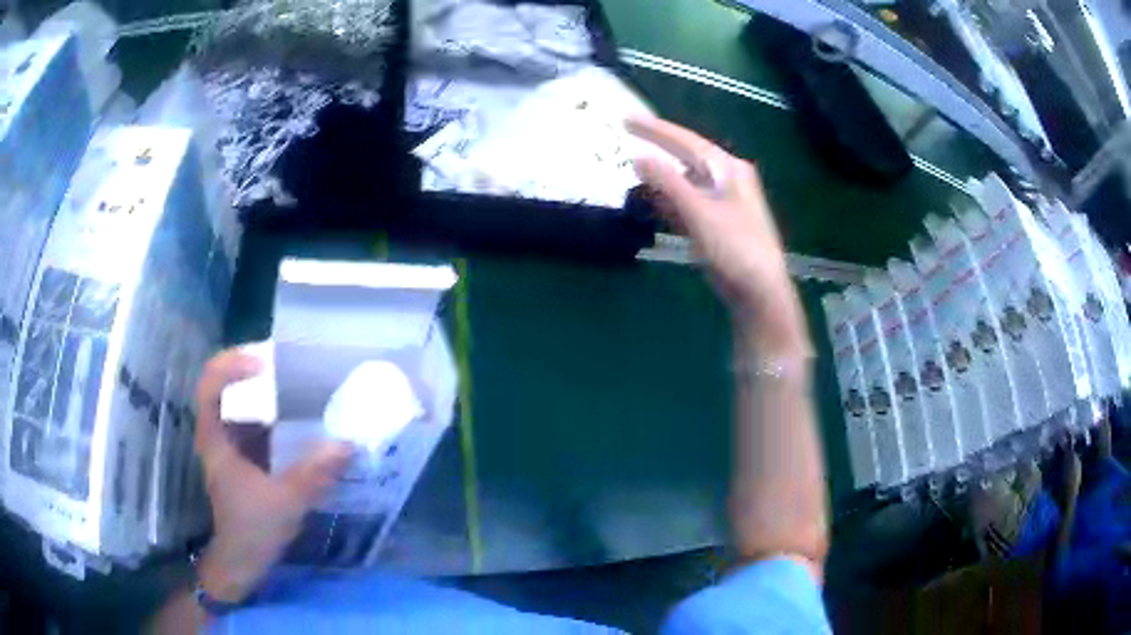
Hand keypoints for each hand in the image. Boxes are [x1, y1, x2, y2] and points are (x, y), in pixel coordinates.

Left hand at [193, 349, 352, 602]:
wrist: (243, 560)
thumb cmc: (252, 529)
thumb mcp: (285, 502)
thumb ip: (313, 474)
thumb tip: (347, 444)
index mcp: (215, 438)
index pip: (210, 384)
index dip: (232, 365)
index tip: (264, 364)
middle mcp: (218, 434)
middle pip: (225, 385)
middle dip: (255, 370)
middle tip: (290, 364)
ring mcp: (229, 445)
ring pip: (241, 404)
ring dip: (266, 392)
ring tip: (299, 385)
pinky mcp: (243, 457)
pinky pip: (255, 423)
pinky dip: (274, 415)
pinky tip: (299, 420)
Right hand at [627, 115, 805, 352]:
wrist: (761, 293)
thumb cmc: (735, 249)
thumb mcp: (699, 212)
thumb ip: (668, 183)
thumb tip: (637, 157)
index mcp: (729, 169)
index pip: (687, 141)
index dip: (655, 129)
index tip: (626, 119)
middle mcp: (730, 179)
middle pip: (688, 156)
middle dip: (660, 147)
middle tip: (629, 133)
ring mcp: (726, 202)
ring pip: (689, 179)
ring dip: (664, 174)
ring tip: (636, 167)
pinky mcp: (721, 223)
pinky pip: (691, 201)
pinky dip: (672, 198)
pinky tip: (656, 202)